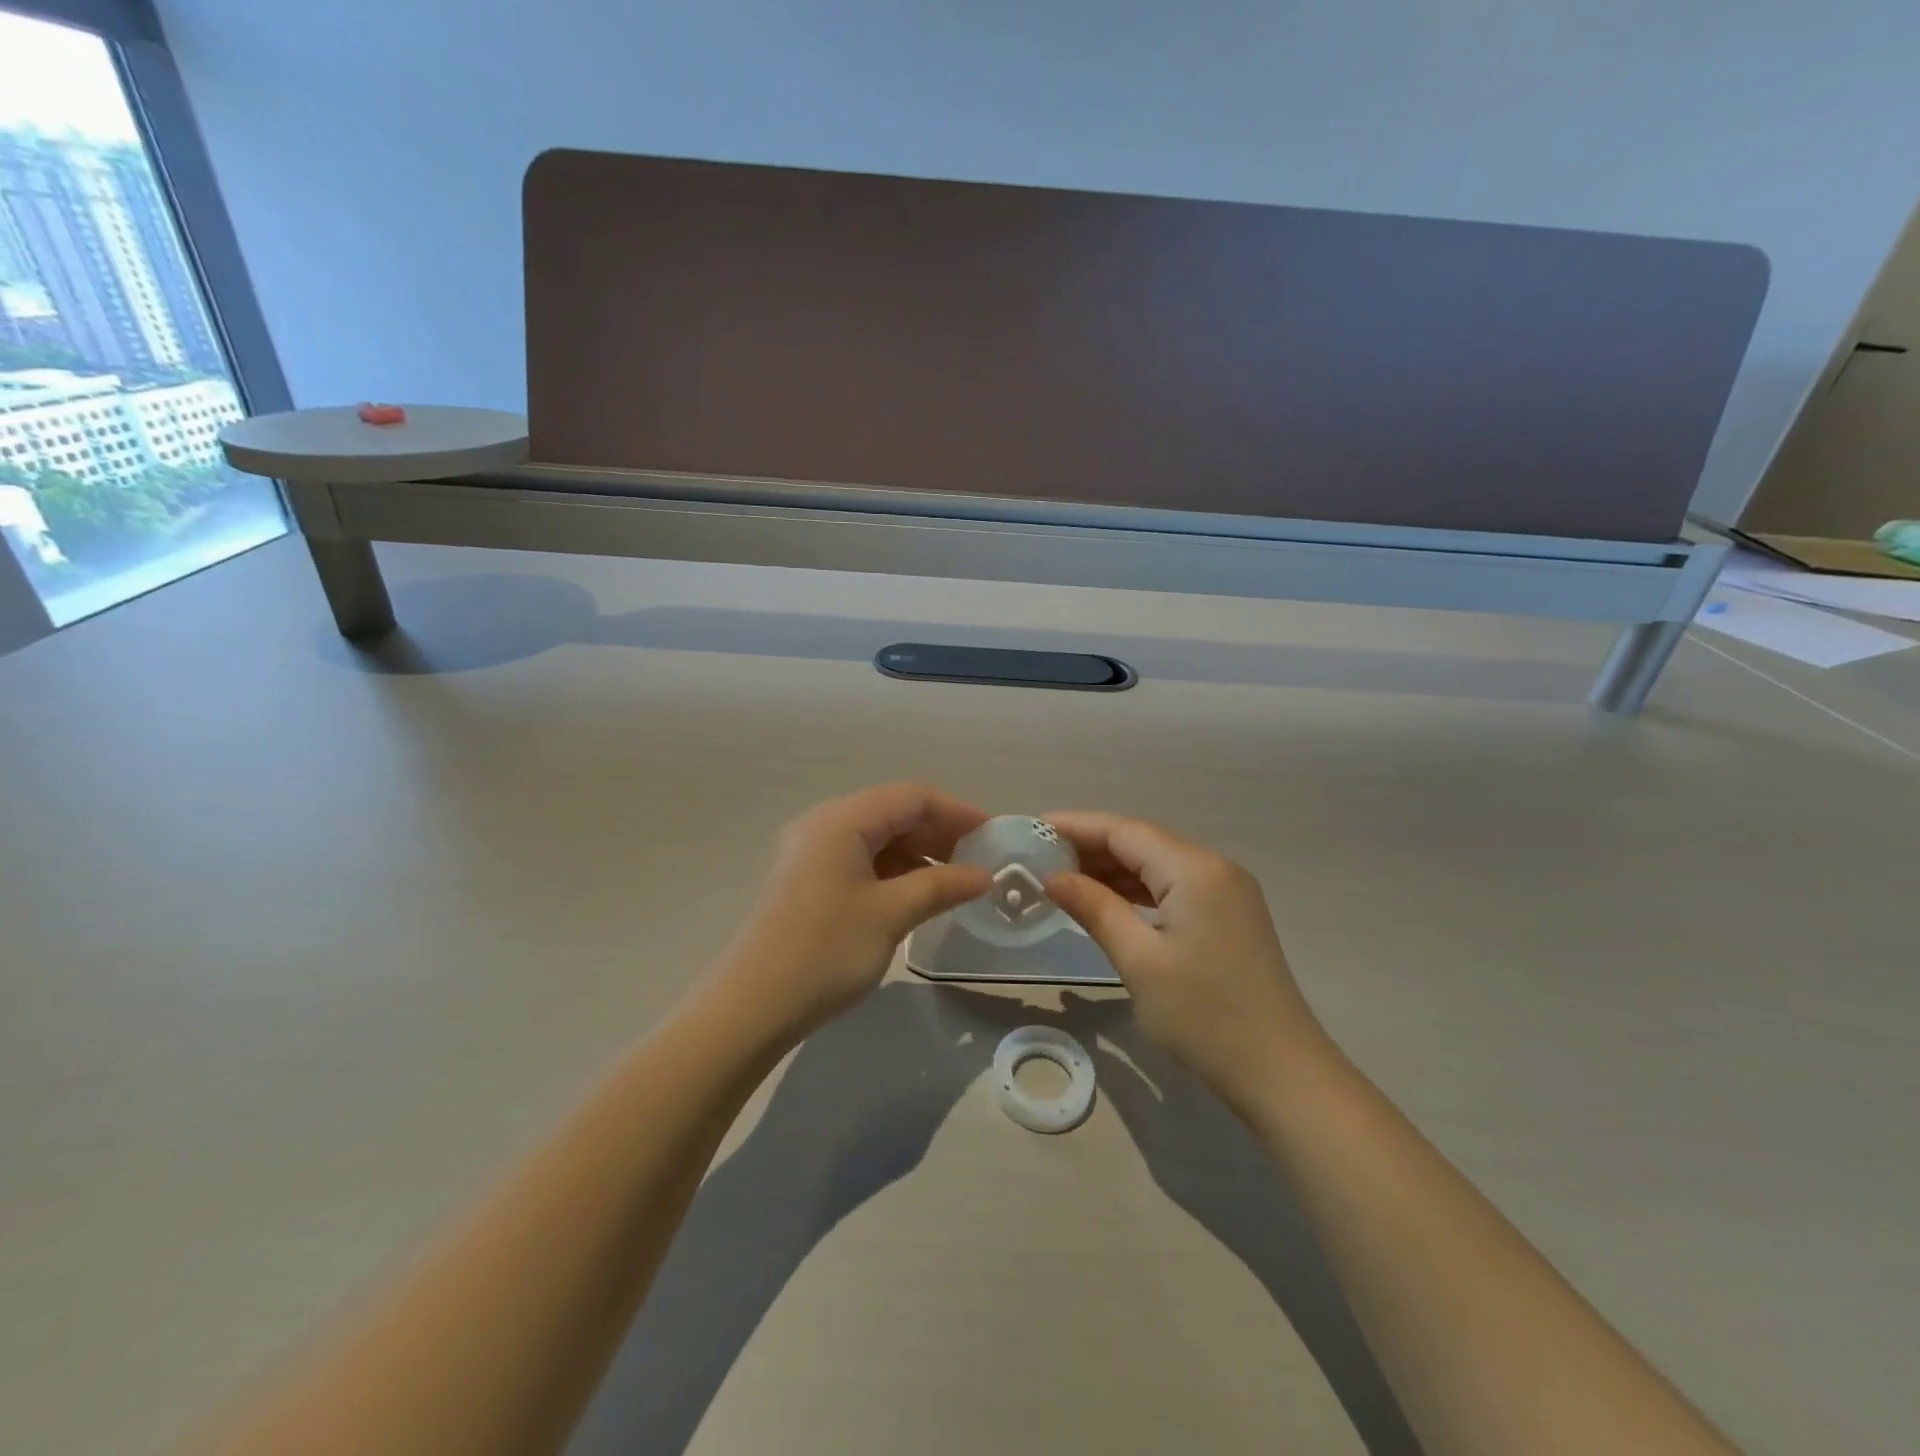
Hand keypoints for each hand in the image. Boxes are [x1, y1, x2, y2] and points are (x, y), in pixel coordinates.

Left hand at [711, 784, 991, 1044]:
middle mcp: (823, 824)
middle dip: (938, 833)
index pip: (912, 797)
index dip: (957, 812)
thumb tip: (984, 876)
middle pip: (892, 813)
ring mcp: (810, 853)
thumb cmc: (826, 951)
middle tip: (977, 862)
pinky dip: (892, 872)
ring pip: (876, 839)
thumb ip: (941, 886)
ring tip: (953, 883)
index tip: (993, 836)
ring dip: (917, 855)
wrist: (751, 1006)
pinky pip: (859, 861)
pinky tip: (915, 896)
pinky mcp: (805, 881)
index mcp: (842, 820)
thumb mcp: (891, 914)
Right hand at [1042, 811, 1335, 1105]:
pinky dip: (1138, 889)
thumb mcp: (1139, 961)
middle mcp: (1214, 867)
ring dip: (1113, 868)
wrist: (1282, 1074)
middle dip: (1092, 846)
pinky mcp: (1230, 915)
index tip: (1033, 828)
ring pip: (1158, 864)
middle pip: (1142, 842)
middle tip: (1040, 857)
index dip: (1076, 826)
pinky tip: (1108, 900)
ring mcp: (1227, 891)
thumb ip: (1095, 908)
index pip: (1124, 831)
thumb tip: (1051, 877)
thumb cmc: (1204, 1017)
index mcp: (1194, 869)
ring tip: (1064, 878)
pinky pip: (1174, 886)